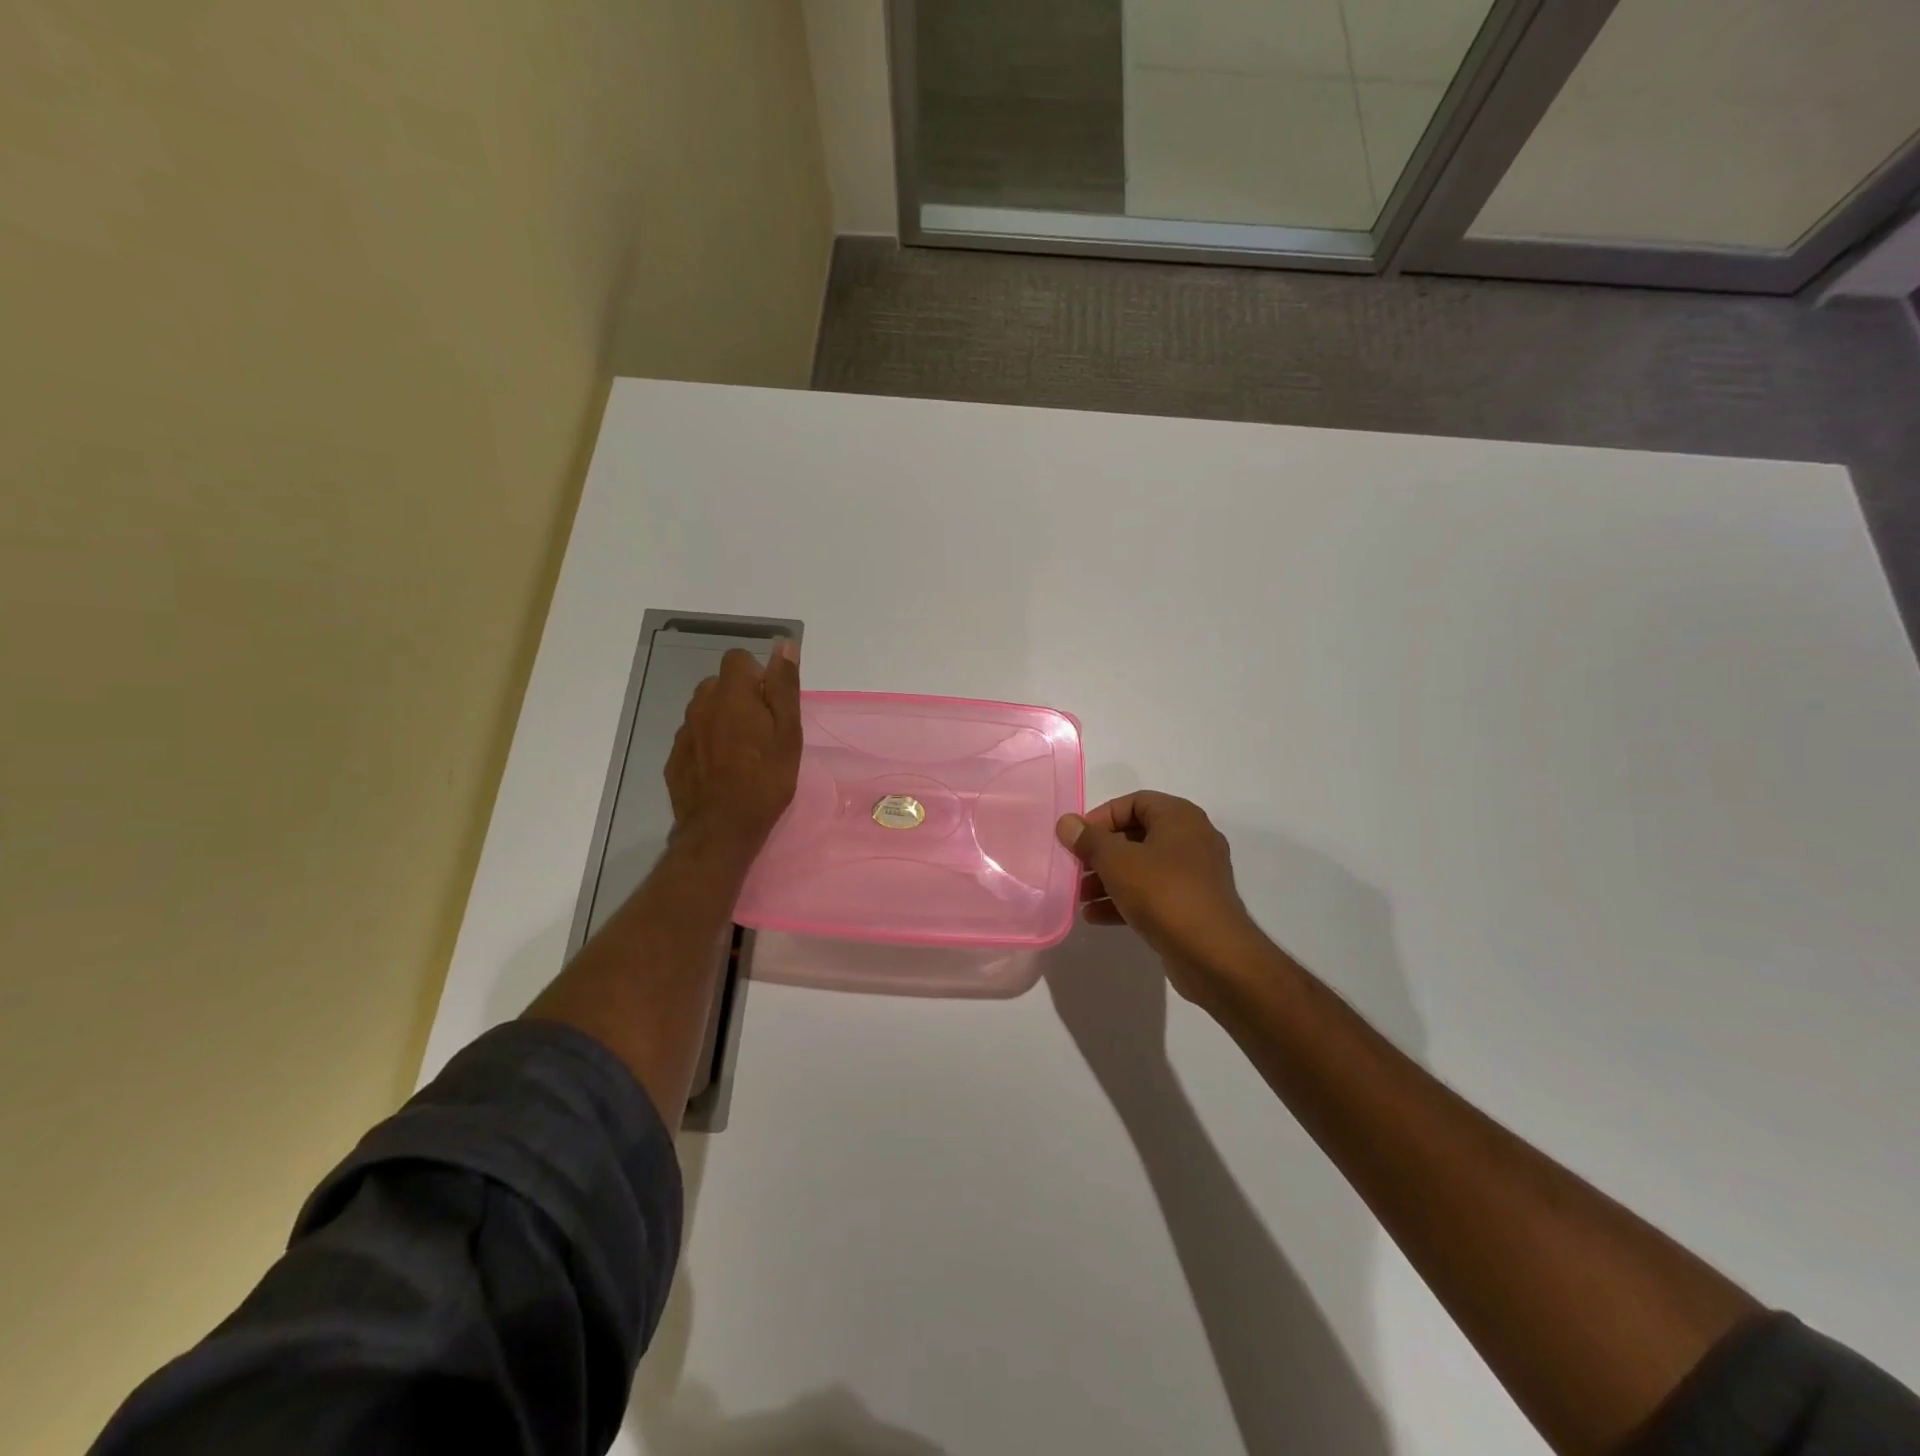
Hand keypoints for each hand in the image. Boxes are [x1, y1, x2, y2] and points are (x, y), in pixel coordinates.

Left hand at [666, 642, 801, 857]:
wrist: (721, 830)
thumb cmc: (765, 780)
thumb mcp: (787, 732)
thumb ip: (784, 686)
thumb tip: (785, 645)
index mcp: (731, 694)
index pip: (738, 659)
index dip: (758, 676)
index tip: (771, 705)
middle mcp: (701, 705)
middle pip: (720, 684)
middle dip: (740, 698)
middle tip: (762, 732)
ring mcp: (683, 732)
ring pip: (705, 711)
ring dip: (723, 720)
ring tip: (742, 753)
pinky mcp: (674, 758)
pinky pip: (694, 737)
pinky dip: (708, 745)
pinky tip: (723, 771)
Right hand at [1056, 792, 1264, 1005]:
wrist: (1213, 955)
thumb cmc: (1164, 893)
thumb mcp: (1117, 861)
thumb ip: (1089, 840)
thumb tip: (1066, 822)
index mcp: (1180, 818)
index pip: (1134, 802)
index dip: (1101, 817)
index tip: (1077, 839)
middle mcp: (1191, 840)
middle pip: (1136, 836)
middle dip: (1101, 853)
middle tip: (1075, 869)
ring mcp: (1194, 875)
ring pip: (1142, 868)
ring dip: (1108, 880)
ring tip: (1079, 897)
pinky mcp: (1191, 906)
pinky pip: (1152, 894)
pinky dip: (1124, 900)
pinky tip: (1095, 916)